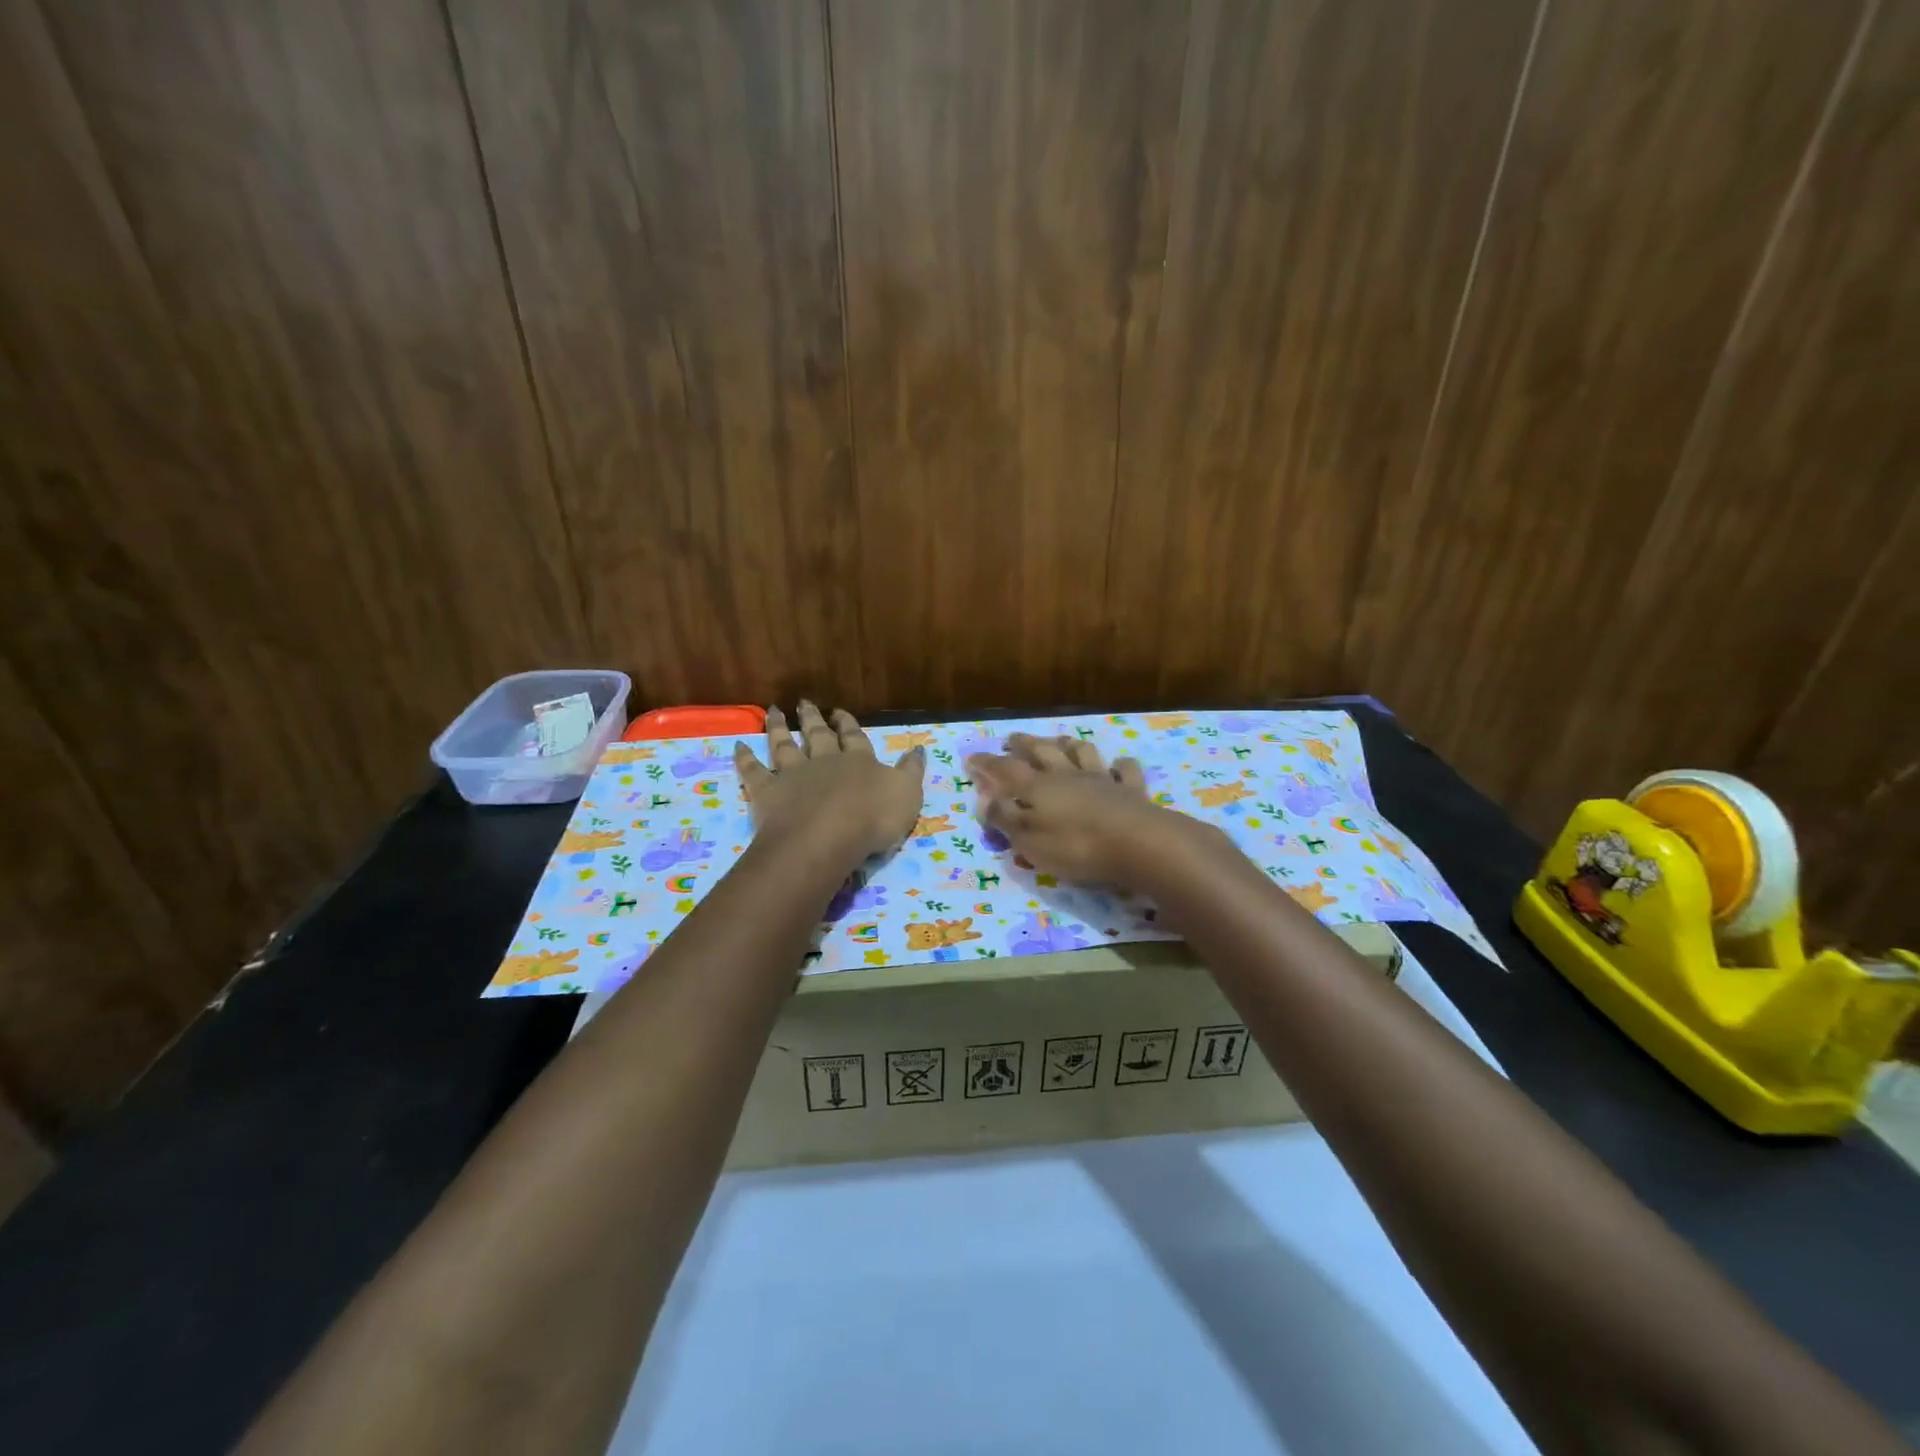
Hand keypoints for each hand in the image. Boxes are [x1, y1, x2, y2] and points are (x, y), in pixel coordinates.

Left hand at [734, 703, 924, 863]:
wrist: (827, 837)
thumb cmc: (873, 818)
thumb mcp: (907, 795)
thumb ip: (911, 772)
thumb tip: (919, 749)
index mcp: (859, 761)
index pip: (854, 737)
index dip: (848, 724)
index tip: (840, 712)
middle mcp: (824, 761)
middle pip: (817, 734)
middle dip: (813, 718)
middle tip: (805, 702)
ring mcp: (793, 774)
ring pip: (784, 745)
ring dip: (778, 727)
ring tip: (773, 711)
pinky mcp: (767, 791)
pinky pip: (752, 771)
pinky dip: (745, 758)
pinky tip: (738, 745)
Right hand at [969, 734, 1209, 886]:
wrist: (1138, 843)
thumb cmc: (1076, 845)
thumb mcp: (1030, 840)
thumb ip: (1006, 819)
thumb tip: (985, 800)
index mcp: (1039, 788)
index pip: (1006, 770)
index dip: (987, 763)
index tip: (971, 757)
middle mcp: (1068, 775)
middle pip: (1043, 751)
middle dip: (1024, 744)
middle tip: (1012, 739)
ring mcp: (1102, 780)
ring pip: (1082, 753)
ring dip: (1069, 744)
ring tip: (1060, 740)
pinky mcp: (1132, 791)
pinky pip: (1126, 772)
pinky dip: (1121, 766)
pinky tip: (1119, 765)